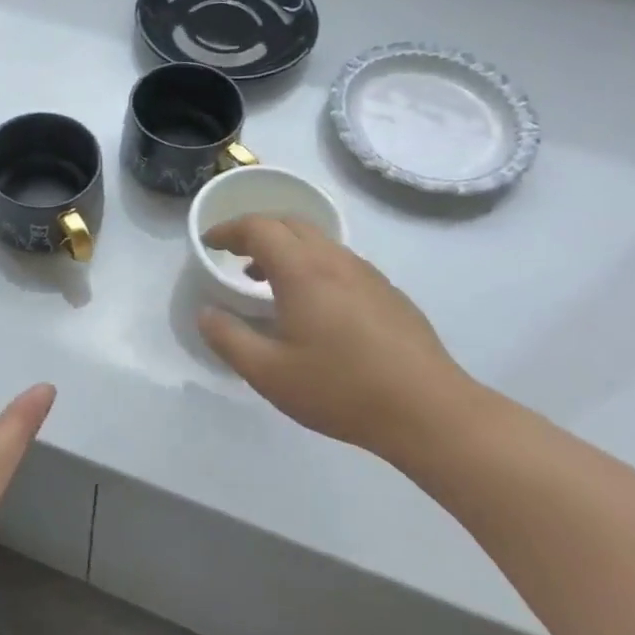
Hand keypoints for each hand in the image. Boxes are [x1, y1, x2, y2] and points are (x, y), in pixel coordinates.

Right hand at [196, 217, 470, 453]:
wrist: (429, 411)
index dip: (228, 229)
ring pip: (319, 242)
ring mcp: (368, 275)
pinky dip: (312, 265)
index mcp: (302, 271)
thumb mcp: (268, 373)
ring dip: (286, 248)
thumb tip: (206, 314)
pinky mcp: (389, 293)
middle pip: (290, 223)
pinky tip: (313, 306)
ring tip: (266, 281)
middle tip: (234, 254)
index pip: (258, 228)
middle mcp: (335, 261)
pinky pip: (340, 261)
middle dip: (257, 231)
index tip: (209, 243)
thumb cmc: (340, 389)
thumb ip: (228, 339)